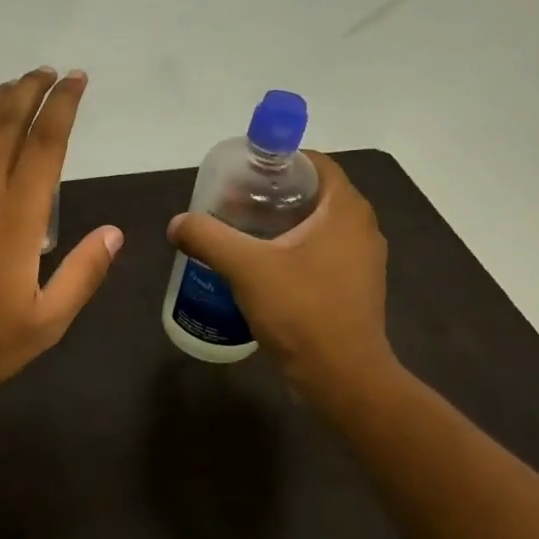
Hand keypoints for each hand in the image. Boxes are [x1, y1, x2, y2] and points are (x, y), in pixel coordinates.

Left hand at [0, 67, 123, 398]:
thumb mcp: (45, 323)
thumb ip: (82, 275)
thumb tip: (115, 233)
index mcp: (18, 221)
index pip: (45, 147)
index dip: (62, 108)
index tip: (76, 81)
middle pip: (7, 127)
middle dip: (30, 92)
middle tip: (49, 71)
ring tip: (14, 82)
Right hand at [167, 152, 396, 400]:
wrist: (341, 376)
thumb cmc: (300, 311)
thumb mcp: (245, 267)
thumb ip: (207, 237)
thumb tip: (177, 224)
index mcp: (346, 209)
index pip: (314, 163)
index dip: (276, 162)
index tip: (242, 175)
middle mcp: (361, 228)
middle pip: (313, 194)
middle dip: (271, 196)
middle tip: (230, 205)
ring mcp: (361, 261)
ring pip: (316, 227)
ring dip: (280, 226)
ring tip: (239, 236)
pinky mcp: (353, 289)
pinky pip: (320, 255)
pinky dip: (291, 253)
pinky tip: (260, 271)